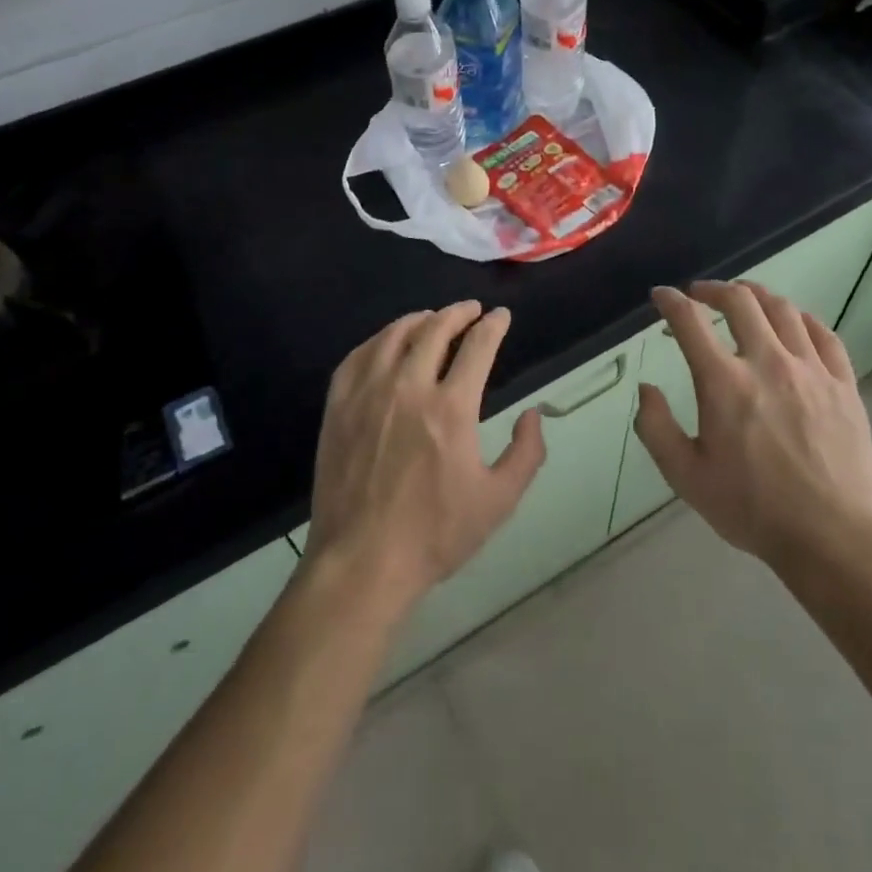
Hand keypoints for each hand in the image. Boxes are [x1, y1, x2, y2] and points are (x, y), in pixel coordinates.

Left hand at [307, 302, 545, 609]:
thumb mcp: (499, 501)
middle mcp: (408, 387)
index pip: (478, 346)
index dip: (493, 325)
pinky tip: (386, 343)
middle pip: (435, 329)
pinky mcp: (338, 406)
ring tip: (431, 318)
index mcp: (451, 408)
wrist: (362, 562)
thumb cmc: (435, 534)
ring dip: (419, 319)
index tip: (501, 316)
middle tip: (470, 310)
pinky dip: (378, 340)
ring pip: (394, 335)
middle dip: (459, 313)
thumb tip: (533, 414)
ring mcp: (368, 393)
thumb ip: (527, 454)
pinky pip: (358, 356)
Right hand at [635, 281, 871, 572]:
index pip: (689, 321)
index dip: (670, 301)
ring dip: (756, 295)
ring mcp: (811, 370)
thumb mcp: (686, 476)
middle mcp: (767, 362)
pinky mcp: (843, 385)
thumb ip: (656, 428)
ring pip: (783, 310)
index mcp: (723, 382)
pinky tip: (794, 322)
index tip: (661, 296)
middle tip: (700, 295)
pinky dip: (802, 319)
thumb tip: (646, 389)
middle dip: (713, 289)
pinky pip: (824, 335)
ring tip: (744, 297)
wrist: (832, 538)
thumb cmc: (752, 508)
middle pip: (740, 301)